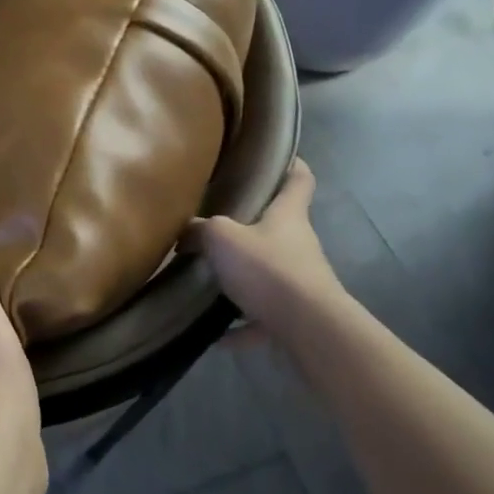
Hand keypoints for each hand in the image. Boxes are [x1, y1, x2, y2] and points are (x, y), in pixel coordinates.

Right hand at [184, 158, 344, 344]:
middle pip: (279, 227)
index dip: (291, 164)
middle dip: (251, 227)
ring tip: (210, 281)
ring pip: (269, 273)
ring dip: (244, 278)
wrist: (308, 328)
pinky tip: (217, 336)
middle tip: (217, 225)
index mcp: (288, 216)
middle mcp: (299, 244)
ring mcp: (301, 282)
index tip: (277, 157)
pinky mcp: (295, 317)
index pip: (299, 179)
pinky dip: (242, 326)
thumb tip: (184, 231)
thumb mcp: (221, 238)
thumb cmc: (268, 269)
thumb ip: (200, 230)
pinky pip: (262, 318)